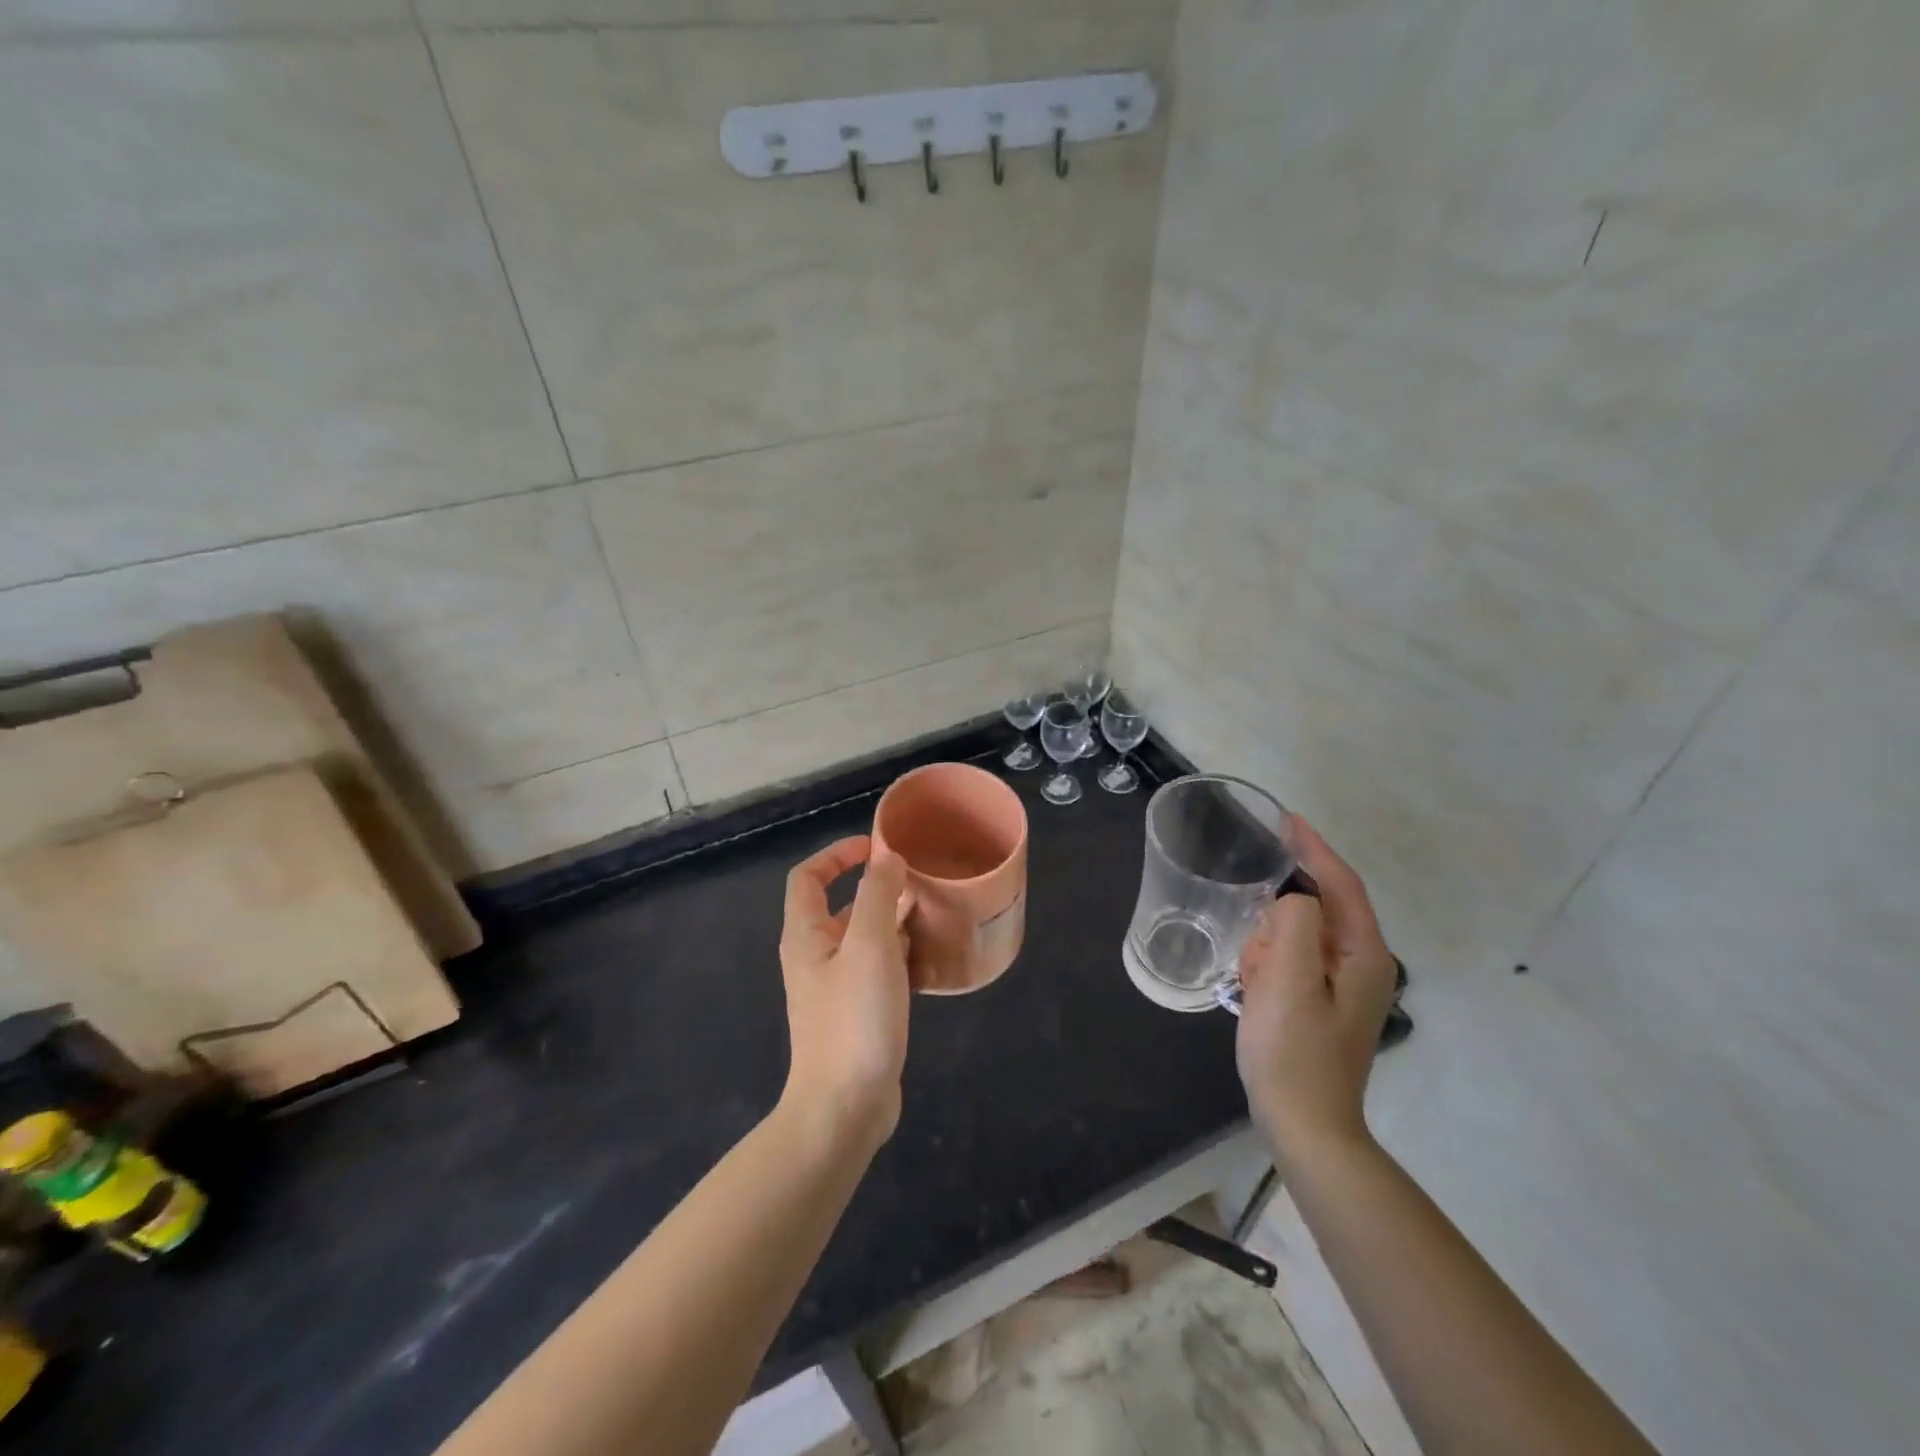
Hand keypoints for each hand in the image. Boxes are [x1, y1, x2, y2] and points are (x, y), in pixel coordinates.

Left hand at [779, 836, 912, 1149]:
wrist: (845, 1108)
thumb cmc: (853, 1020)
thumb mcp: (869, 947)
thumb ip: (877, 896)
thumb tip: (886, 857)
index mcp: (806, 936)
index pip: (808, 877)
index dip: (837, 854)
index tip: (876, 848)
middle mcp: (815, 957)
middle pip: (840, 906)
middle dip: (876, 888)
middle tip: (919, 882)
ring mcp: (835, 988)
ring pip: (863, 939)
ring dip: (892, 922)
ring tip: (931, 913)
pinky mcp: (857, 1014)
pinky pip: (877, 970)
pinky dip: (899, 956)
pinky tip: (928, 958)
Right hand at [1235, 816, 1396, 1165]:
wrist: (1303, 1126)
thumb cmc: (1294, 1052)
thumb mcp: (1288, 980)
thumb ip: (1293, 922)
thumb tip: (1291, 896)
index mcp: (1364, 954)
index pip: (1341, 883)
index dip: (1313, 847)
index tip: (1285, 818)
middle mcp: (1361, 963)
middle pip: (1316, 908)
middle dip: (1277, 920)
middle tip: (1254, 955)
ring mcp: (1341, 984)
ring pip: (1297, 934)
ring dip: (1269, 946)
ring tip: (1252, 980)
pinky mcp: (1320, 999)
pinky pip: (1289, 959)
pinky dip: (1268, 964)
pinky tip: (1254, 989)